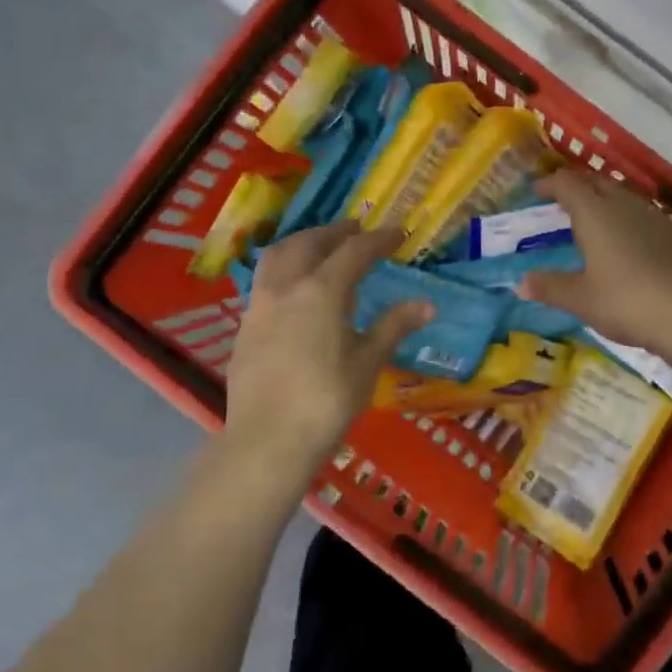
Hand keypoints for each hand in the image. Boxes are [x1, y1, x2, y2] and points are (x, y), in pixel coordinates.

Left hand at [220, 220, 432, 482]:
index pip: (355, 251)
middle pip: (310, 243)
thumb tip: (426, 305)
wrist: (268, 441)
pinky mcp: (245, 327)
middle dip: (336, 232)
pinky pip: (265, 281)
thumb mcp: (368, 363)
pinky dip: (285, 269)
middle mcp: (287, 287)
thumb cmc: (327, 400)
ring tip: (321, 247)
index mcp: (322, 290)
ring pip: (278, 256)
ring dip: (303, 243)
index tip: (398, 232)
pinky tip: (296, 289)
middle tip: (357, 230)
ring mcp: (260, 305)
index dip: (379, 239)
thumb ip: (393, 326)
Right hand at [518, 172, 671, 352]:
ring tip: (596, 221)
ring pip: (625, 197)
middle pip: (598, 182)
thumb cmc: (626, 302)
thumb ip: (551, 287)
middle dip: (578, 186)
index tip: (538, 191)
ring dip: (606, 201)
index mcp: (595, 214)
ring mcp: (656, 217)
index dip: (550, 184)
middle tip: (564, 200)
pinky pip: (646, 216)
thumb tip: (522, 283)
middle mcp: (625, 205)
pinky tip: (632, 243)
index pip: (568, 184)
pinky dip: (630, 221)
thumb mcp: (581, 300)